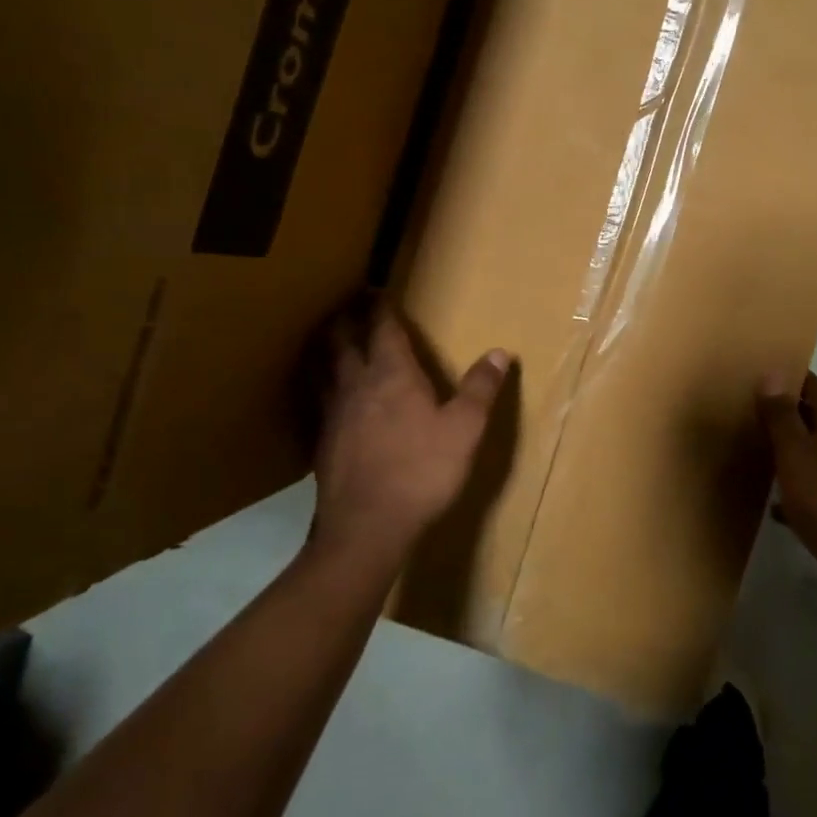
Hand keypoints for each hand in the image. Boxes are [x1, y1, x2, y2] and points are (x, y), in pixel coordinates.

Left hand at [313, 301, 510, 569]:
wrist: (368, 526)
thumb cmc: (422, 471)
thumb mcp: (465, 429)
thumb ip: (480, 389)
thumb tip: (500, 352)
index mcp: (393, 375)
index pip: (383, 330)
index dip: (380, 308)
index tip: (375, 289)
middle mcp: (357, 386)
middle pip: (341, 342)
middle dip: (344, 320)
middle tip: (346, 305)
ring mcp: (333, 415)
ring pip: (322, 370)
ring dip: (324, 349)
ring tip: (325, 340)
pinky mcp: (322, 442)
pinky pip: (317, 402)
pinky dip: (318, 388)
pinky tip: (323, 399)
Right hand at [757, 371, 816, 613]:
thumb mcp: (795, 454)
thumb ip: (782, 416)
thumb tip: (773, 373)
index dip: (797, 378)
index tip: (771, 372)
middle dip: (793, 414)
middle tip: (758, 411)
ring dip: (796, 451)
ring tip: (765, 454)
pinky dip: (800, 490)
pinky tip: (779, 505)